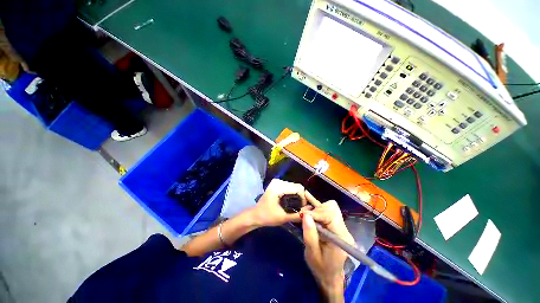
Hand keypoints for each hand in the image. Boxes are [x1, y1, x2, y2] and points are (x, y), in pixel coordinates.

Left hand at [248, 179, 308, 227]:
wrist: (255, 215)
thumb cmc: (268, 217)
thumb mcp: (283, 218)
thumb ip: (298, 215)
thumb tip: (311, 211)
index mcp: (279, 187)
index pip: (298, 188)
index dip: (304, 197)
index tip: (304, 207)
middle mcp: (278, 182)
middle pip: (297, 186)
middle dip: (301, 196)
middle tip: (302, 207)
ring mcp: (277, 182)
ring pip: (293, 186)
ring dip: (297, 194)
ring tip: (298, 205)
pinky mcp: (276, 184)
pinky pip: (289, 186)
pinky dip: (292, 193)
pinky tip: (292, 201)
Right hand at [301, 195, 354, 302]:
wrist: (330, 276)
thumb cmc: (321, 267)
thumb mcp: (312, 254)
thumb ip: (310, 234)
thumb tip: (306, 215)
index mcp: (341, 238)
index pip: (331, 216)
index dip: (316, 213)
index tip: (303, 215)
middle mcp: (344, 230)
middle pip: (331, 208)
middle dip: (316, 210)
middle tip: (304, 216)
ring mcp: (341, 226)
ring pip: (330, 207)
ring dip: (317, 209)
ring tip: (307, 216)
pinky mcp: (336, 225)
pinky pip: (329, 211)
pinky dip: (318, 208)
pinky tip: (309, 206)